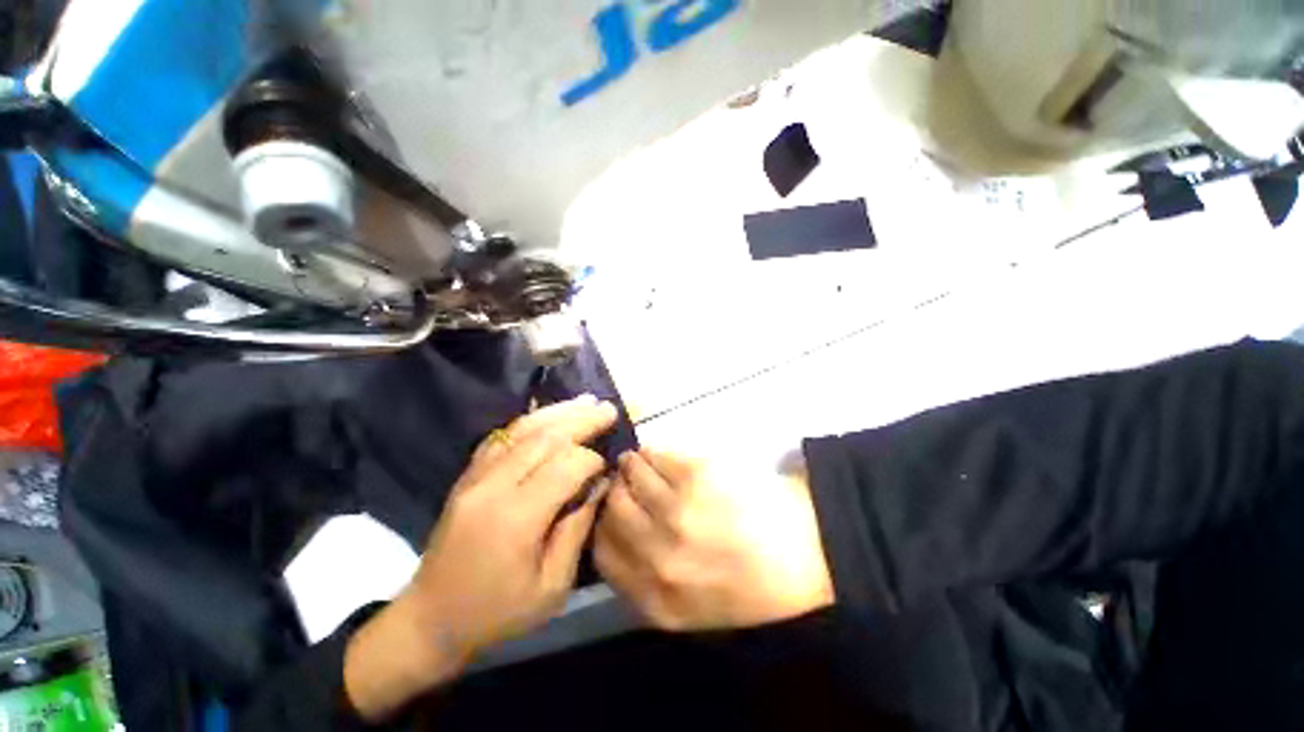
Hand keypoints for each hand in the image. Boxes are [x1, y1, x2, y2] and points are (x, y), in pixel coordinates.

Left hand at [345, 396, 616, 720]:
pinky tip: (550, 414)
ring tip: (587, 401)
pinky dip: (531, 420)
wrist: (429, 619)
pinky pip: (502, 436)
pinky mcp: (467, 475)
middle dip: (582, 420)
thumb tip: (599, 484)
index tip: (609, 465)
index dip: (592, 460)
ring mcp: (475, 477)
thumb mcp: (551, 586)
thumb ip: (578, 528)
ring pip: (522, 429)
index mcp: (516, 518)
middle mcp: (493, 487)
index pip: (564, 467)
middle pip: (544, 438)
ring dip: (559, 411)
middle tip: (609, 409)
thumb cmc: (497, 612)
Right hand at [594, 448, 833, 631]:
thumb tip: (611, 531)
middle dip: (616, 490)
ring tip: (641, 463)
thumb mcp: (690, 608)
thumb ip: (644, 580)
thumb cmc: (749, 582)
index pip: (601, 550)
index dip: (601, 522)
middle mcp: (659, 556)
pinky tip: (658, 455)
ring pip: (630, 475)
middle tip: (625, 481)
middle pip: (612, 507)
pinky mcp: (696, 475)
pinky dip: (651, 452)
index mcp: (656, 597)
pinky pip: (654, 454)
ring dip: (632, 465)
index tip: (610, 509)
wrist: (806, 553)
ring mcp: (677, 512)